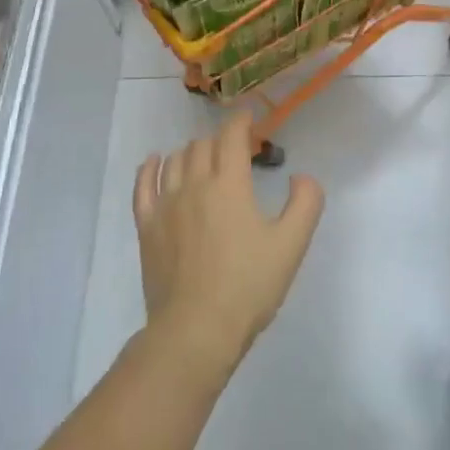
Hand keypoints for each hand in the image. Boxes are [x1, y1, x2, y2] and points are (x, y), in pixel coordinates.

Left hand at [134, 113, 323, 371]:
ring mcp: (166, 205)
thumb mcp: (292, 245)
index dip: (241, 121)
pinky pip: (143, 186)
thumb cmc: (248, 286)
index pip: (231, 137)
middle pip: (203, 145)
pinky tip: (154, 161)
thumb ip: (305, 202)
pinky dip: (149, 168)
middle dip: (221, 140)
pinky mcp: (147, 227)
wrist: (195, 331)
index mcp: (229, 184)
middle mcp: (194, 184)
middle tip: (236, 150)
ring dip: (192, 151)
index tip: (249, 118)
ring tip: (204, 157)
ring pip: (175, 161)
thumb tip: (301, 176)